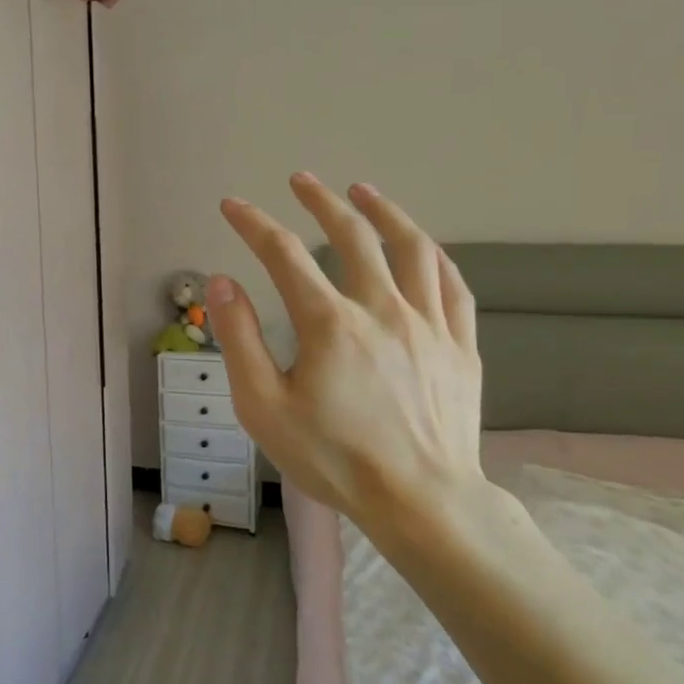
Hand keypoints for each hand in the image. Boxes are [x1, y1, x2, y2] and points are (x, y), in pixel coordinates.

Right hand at [209, 176, 484, 540]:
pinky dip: (433, 256)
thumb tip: (222, 282)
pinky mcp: (460, 347)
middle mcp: (382, 310)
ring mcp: (428, 326)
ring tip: (364, 191)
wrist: (422, 503)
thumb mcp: (263, 406)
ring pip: (412, 249)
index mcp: (329, 324)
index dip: (253, 224)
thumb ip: (240, 339)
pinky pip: (452, 286)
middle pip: (352, 236)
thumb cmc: (332, 458)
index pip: (283, 255)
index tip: (232, 206)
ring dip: (385, 213)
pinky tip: (421, 247)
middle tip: (301, 180)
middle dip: (322, 201)